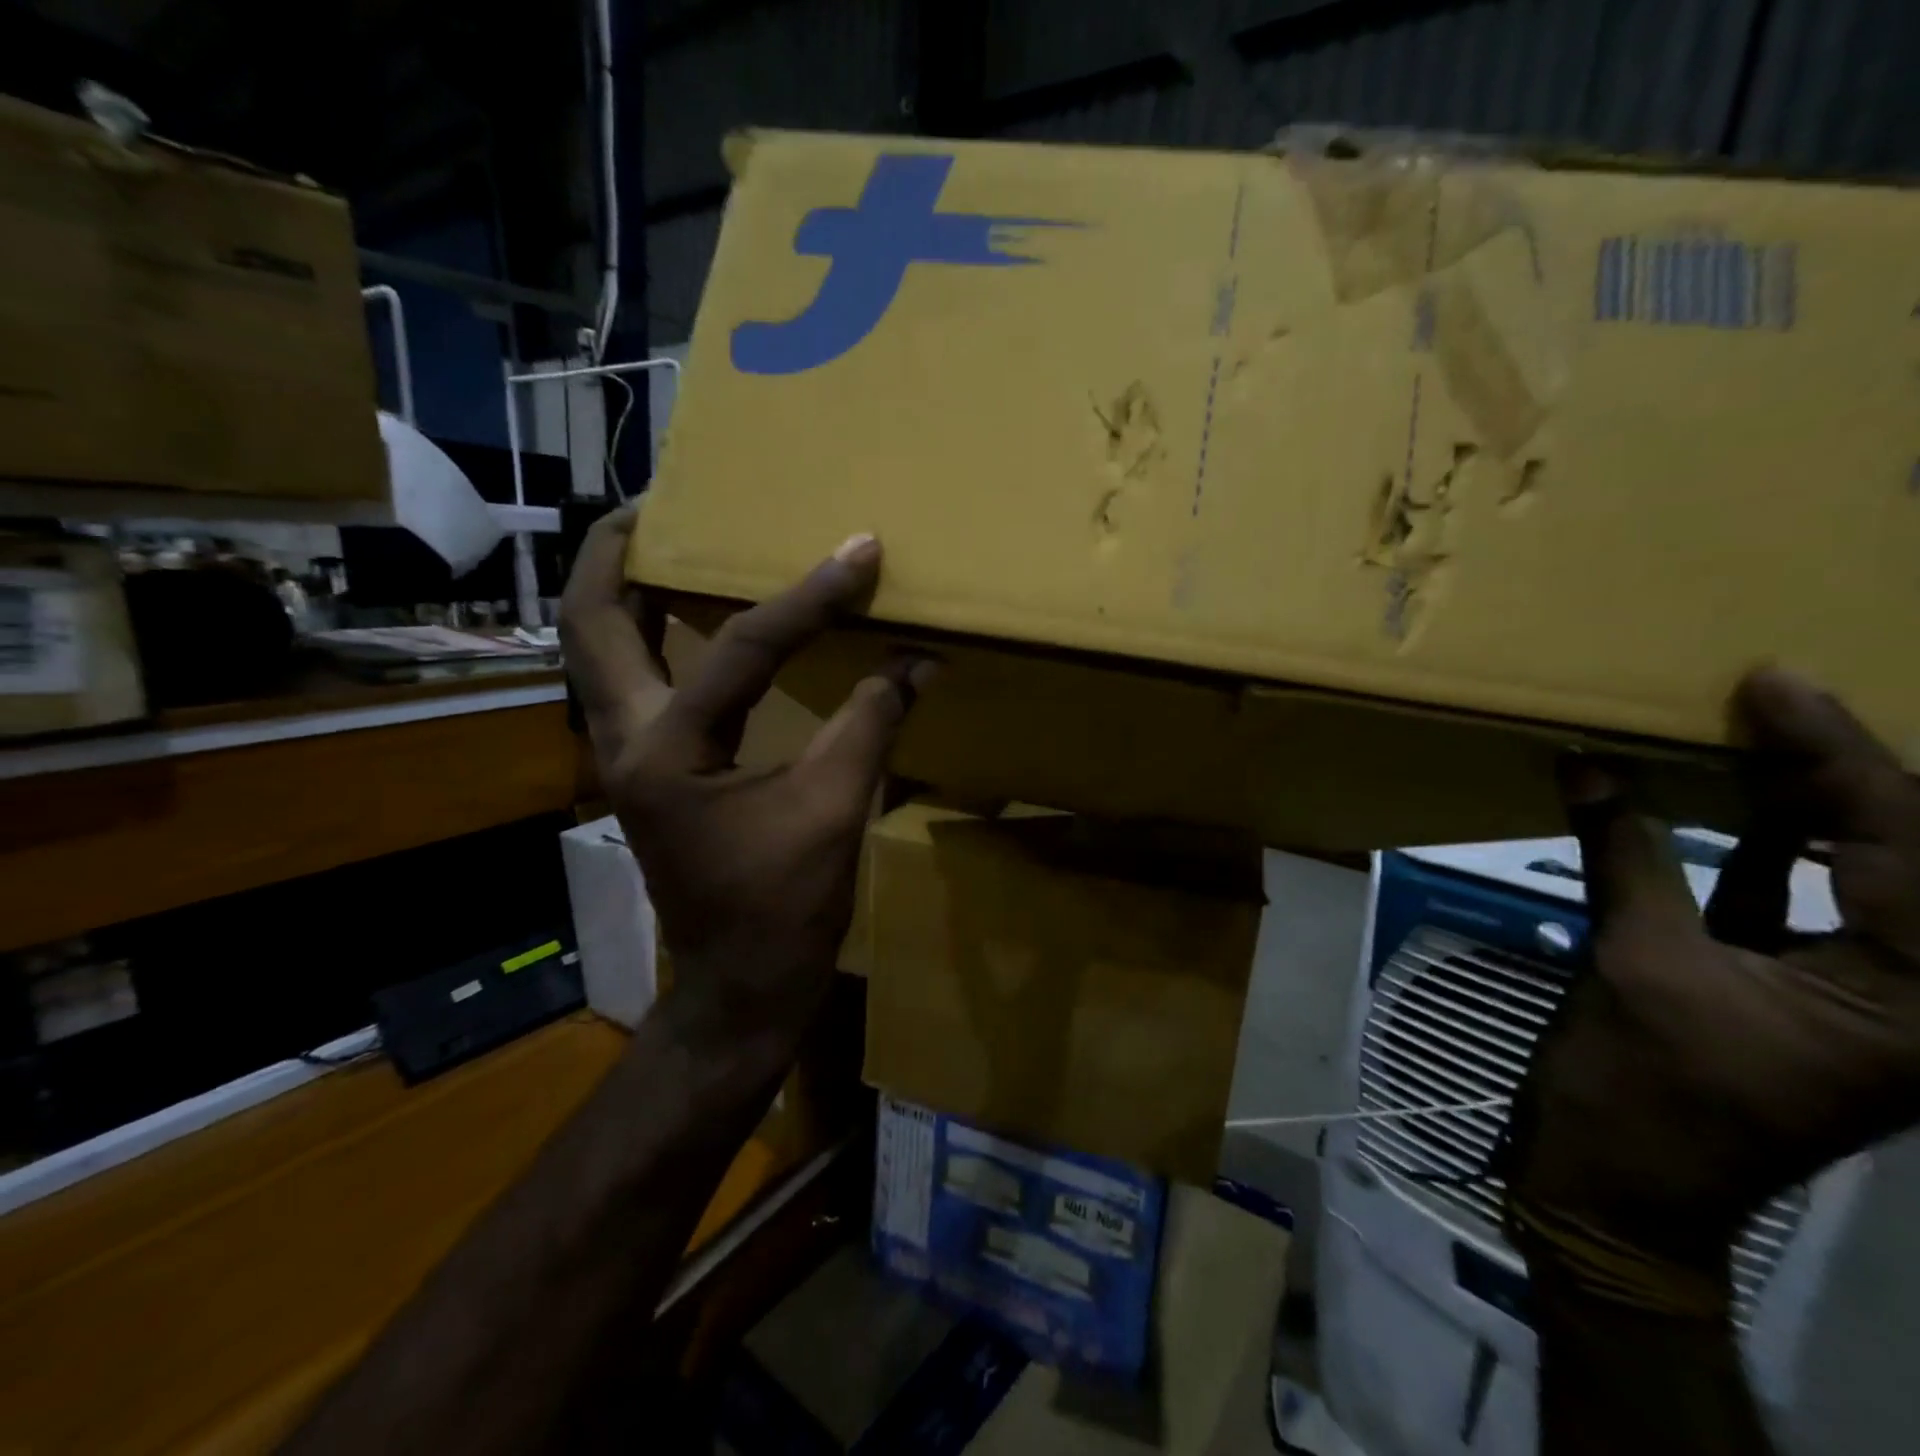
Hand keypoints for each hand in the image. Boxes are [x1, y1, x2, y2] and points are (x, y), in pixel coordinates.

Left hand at [559, 505, 928, 1040]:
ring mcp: (629, 756)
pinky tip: (696, 617)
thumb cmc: (783, 908)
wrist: (742, 984)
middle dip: (617, 553)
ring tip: (668, 540)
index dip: (807, 598)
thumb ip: (872, 723)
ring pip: (601, 651)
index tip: (857, 551)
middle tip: (664, 502)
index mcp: (666, 752)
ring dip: (624, 590)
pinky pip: (637, 680)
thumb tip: (919, 657)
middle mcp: (626, 741)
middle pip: (592, 623)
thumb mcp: (834, 810)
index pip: (739, 648)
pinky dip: (656, 636)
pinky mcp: (651, 770)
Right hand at [1504, 669, 1919, 1309]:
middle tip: (1771, 695)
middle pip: (1906, 852)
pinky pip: (1808, 900)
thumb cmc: (1641, 1089)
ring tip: (1758, 732)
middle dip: (1843, 769)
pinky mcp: (1807, 990)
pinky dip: (1772, 847)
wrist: (1620, 1186)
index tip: (1775, 684)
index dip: (1837, 756)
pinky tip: (1738, 801)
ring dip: (1811, 802)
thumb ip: (1624, 858)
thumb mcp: (1635, 965)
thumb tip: (1589, 767)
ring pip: (1863, 873)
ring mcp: (1870, 994)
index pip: (1901, 845)